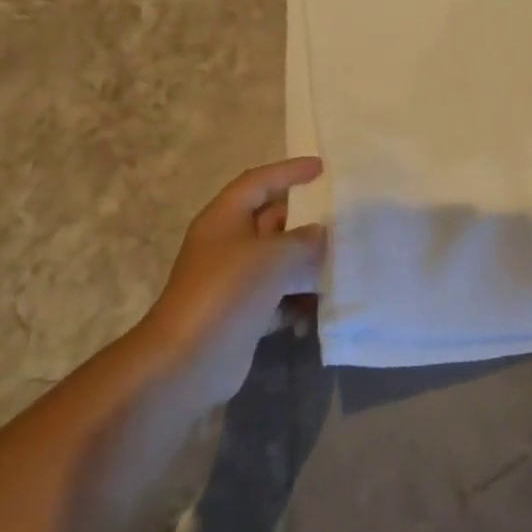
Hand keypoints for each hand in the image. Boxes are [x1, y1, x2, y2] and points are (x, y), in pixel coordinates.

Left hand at [134, 158, 326, 404]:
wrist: (188, 362)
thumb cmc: (227, 292)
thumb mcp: (272, 256)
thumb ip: (303, 239)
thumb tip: (320, 233)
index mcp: (224, 219)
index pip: (258, 182)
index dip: (289, 172)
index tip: (322, 169)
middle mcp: (228, 244)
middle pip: (272, 221)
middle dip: (306, 221)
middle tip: (343, 219)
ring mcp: (235, 280)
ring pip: (279, 261)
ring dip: (307, 264)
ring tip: (341, 264)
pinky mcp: (244, 312)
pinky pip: (279, 296)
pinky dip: (298, 302)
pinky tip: (319, 311)